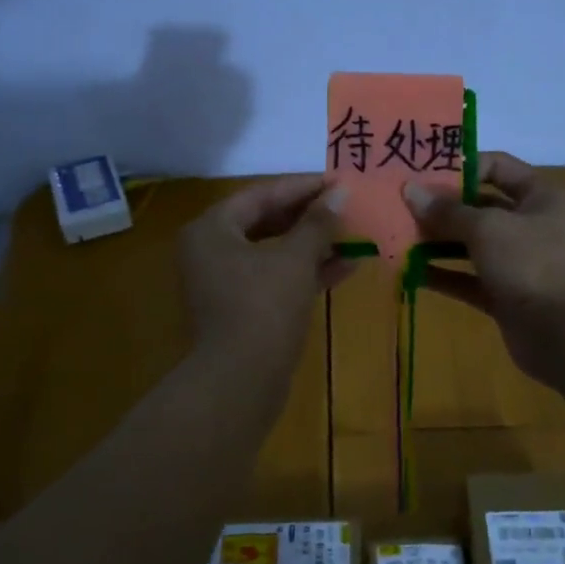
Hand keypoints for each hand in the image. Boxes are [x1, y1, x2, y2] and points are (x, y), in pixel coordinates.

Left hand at [180, 176, 350, 371]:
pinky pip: (276, 278)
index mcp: (212, 230)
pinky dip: (306, 272)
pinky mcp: (242, 309)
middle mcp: (211, 251)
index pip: (261, 195)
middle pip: (265, 222)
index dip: (302, 187)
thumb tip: (340, 193)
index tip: (338, 182)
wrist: (241, 381)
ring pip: (274, 253)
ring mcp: (225, 282)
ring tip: (353, 234)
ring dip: (312, 245)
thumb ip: (318, 223)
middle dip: (309, 217)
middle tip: (346, 207)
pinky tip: (346, 267)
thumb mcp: (295, 259)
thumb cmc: (264, 307)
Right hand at [402, 153, 564, 383]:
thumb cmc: (534, 264)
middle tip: (399, 206)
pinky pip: (468, 279)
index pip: (497, 166)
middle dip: (440, 208)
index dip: (461, 166)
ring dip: (436, 242)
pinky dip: (442, 275)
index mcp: (539, 196)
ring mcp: (518, 263)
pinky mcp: (505, 296)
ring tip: (397, 237)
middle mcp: (530, 224)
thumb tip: (410, 190)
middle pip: (479, 207)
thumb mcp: (488, 228)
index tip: (421, 172)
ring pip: (471, 245)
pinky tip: (409, 272)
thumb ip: (447, 211)